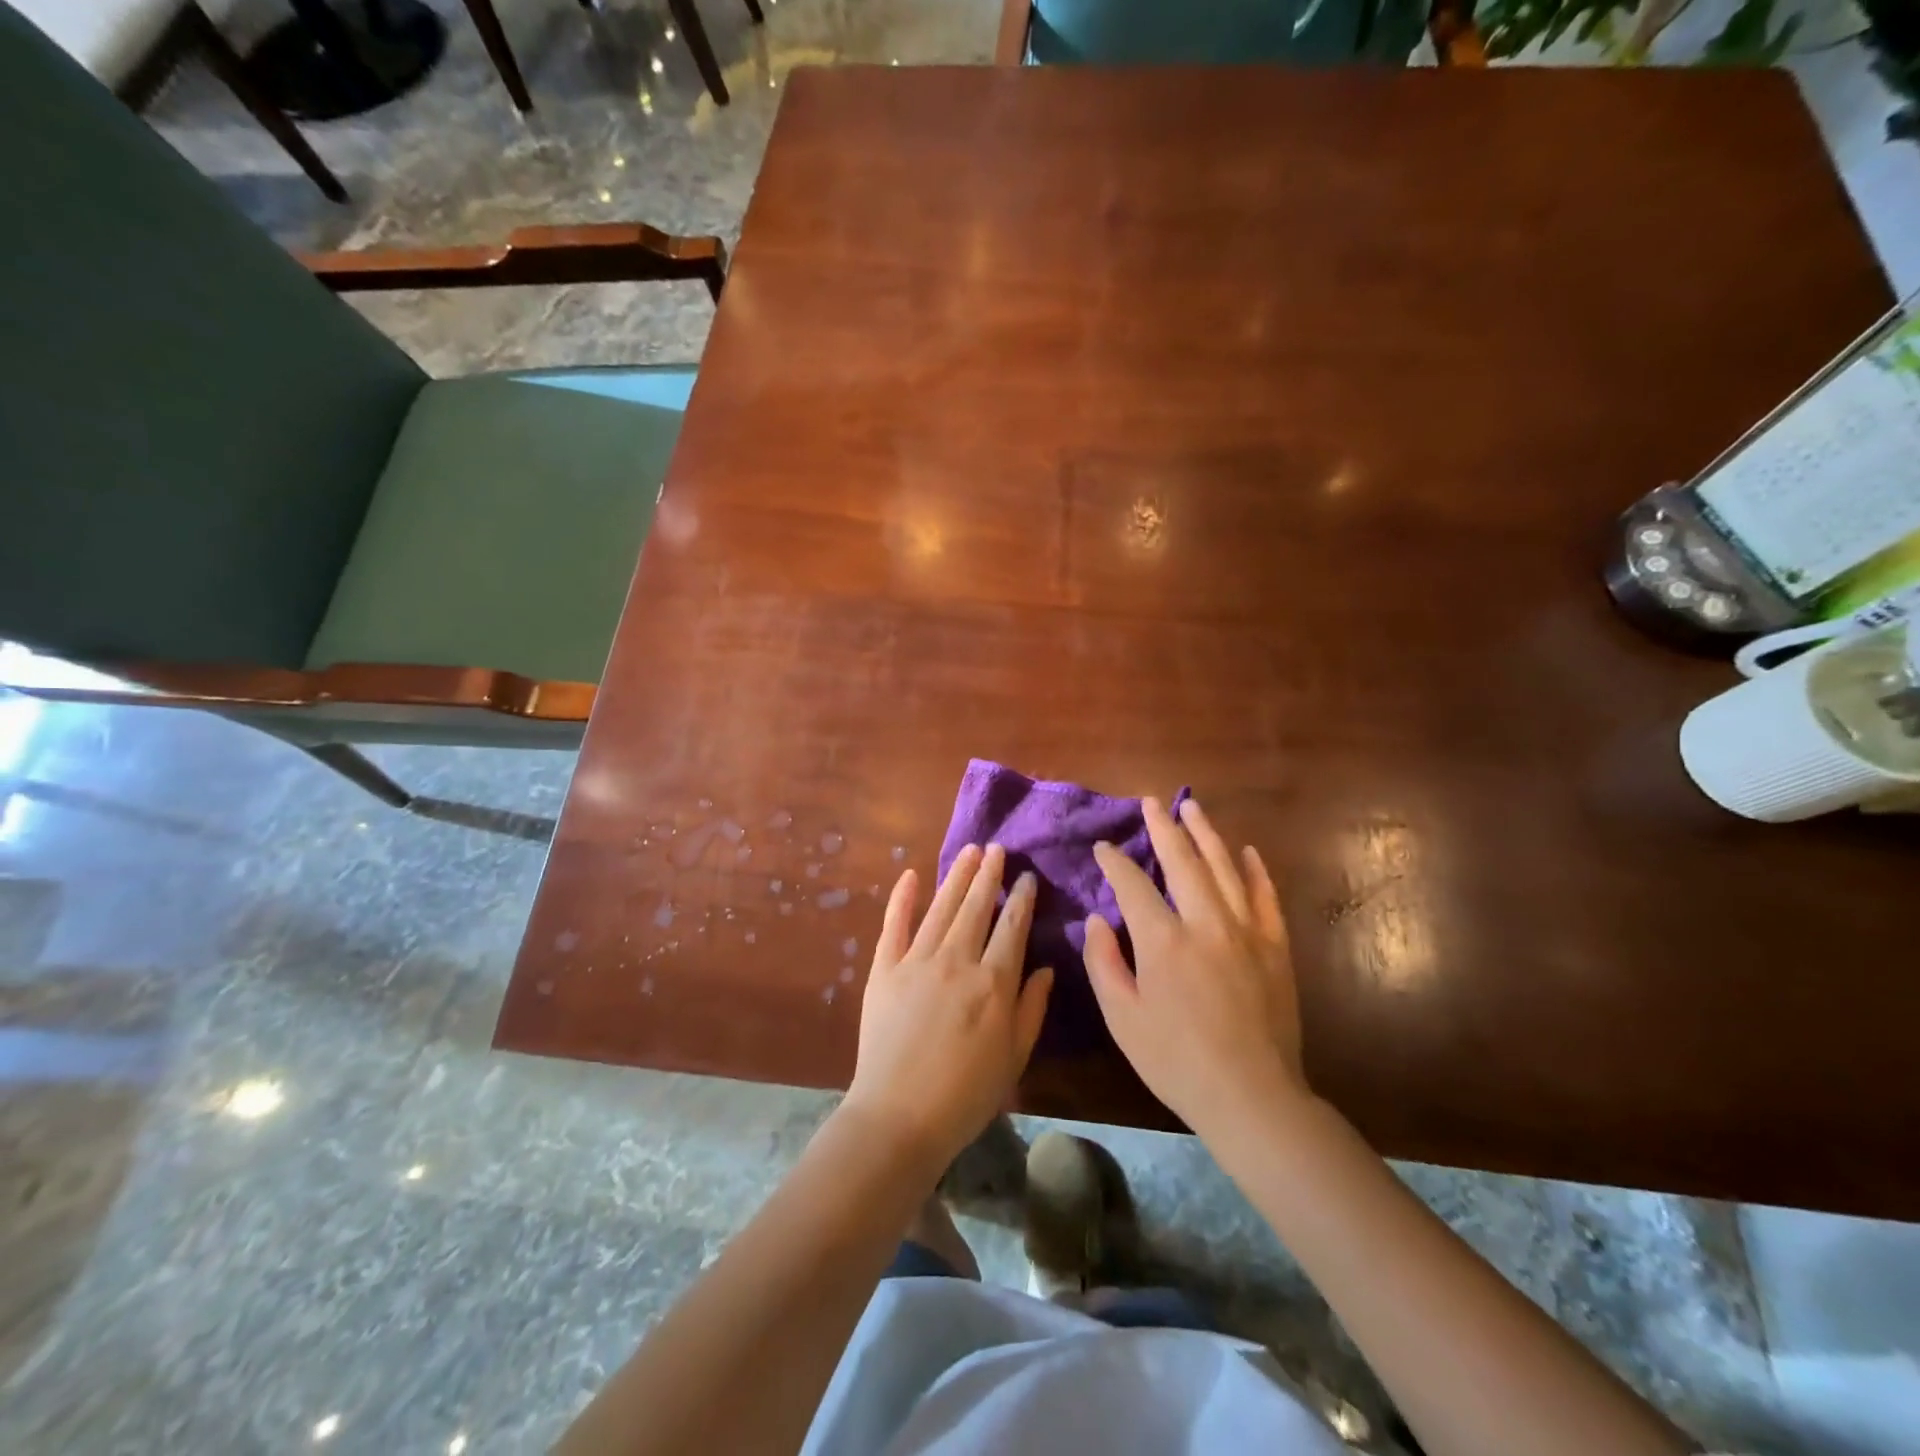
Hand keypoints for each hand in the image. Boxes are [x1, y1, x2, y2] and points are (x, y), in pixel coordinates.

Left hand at [844, 844, 1052, 1173]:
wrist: (899, 1116)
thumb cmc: (966, 1094)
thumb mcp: (1015, 1056)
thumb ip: (1032, 1008)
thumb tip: (1046, 968)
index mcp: (993, 982)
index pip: (1012, 927)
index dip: (1020, 899)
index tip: (1026, 877)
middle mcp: (957, 960)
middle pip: (976, 907)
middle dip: (989, 875)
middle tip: (996, 848)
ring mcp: (916, 961)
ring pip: (941, 907)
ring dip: (956, 876)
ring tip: (969, 851)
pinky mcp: (884, 969)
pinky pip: (894, 925)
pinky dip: (902, 898)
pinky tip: (911, 875)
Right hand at [1084, 798, 1305, 1138]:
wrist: (1252, 1095)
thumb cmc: (1176, 1061)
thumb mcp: (1122, 1017)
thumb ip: (1104, 962)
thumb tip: (1096, 920)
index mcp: (1163, 940)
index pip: (1133, 884)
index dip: (1115, 861)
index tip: (1104, 847)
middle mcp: (1205, 922)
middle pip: (1182, 861)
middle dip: (1163, 828)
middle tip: (1151, 802)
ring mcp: (1246, 931)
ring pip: (1224, 867)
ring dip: (1206, 834)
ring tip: (1192, 807)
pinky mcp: (1274, 946)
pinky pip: (1265, 896)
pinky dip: (1256, 870)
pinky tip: (1247, 851)